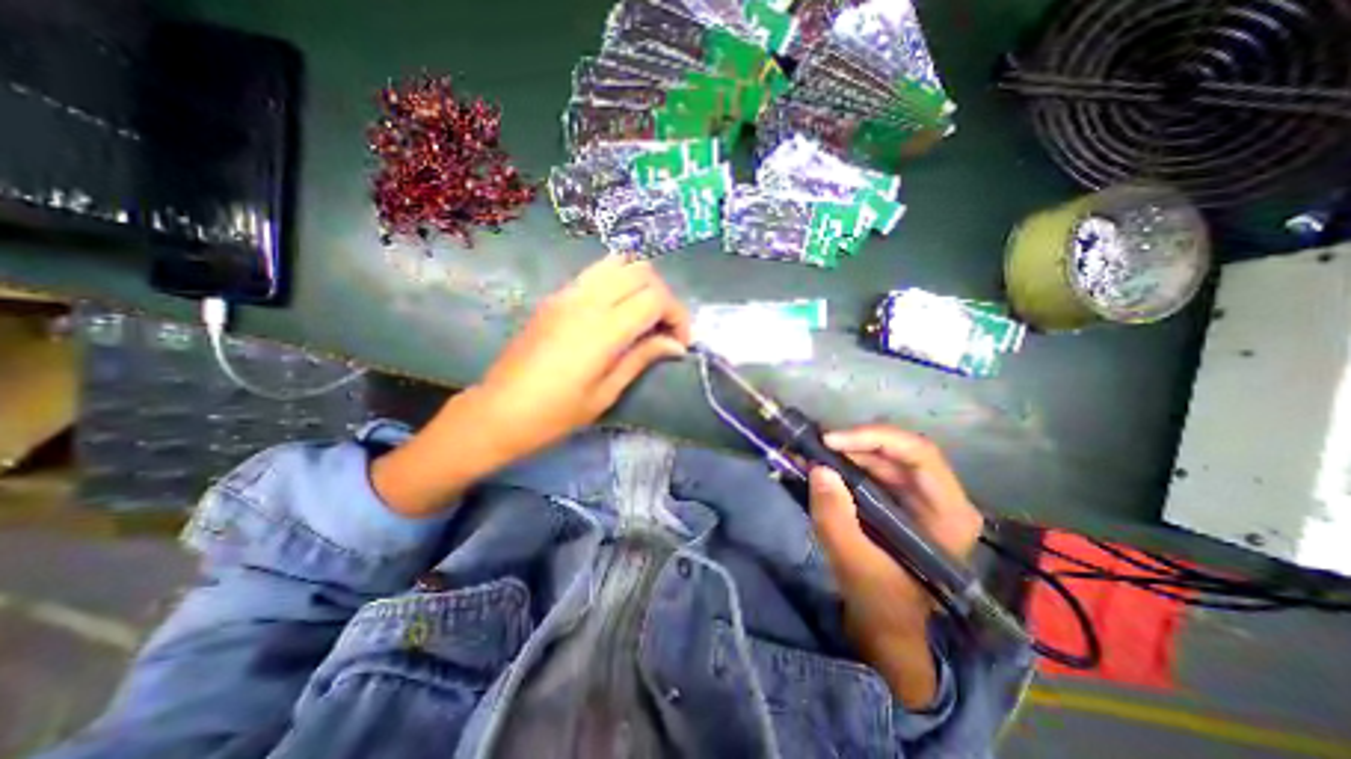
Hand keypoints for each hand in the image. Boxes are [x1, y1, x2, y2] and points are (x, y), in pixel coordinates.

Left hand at [473, 255, 689, 457]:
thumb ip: (642, 358)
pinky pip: (597, 272)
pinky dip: (618, 281)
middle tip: (663, 328)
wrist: (499, 410)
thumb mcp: (606, 393)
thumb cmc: (555, 413)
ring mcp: (568, 293)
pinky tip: (617, 310)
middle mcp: (587, 300)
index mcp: (603, 329)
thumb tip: (676, 345)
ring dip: (641, 283)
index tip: (679, 343)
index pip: (656, 298)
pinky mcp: (556, 295)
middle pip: (642, 272)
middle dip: (664, 296)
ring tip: (643, 314)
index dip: (677, 316)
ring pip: (619, 262)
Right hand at [801, 425, 983, 708]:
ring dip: (845, 451)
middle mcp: (939, 497)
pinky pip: (870, 469)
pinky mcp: (896, 500)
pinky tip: (818, 463)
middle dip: (853, 443)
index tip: (831, 441)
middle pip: (898, 450)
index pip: (919, 454)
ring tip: (811, 452)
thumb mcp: (854, 564)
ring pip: (882, 456)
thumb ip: (836, 518)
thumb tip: (819, 470)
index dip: (874, 438)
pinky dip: (843, 463)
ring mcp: (918, 497)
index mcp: (948, 513)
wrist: (884, 627)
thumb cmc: (880, 602)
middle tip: (815, 445)